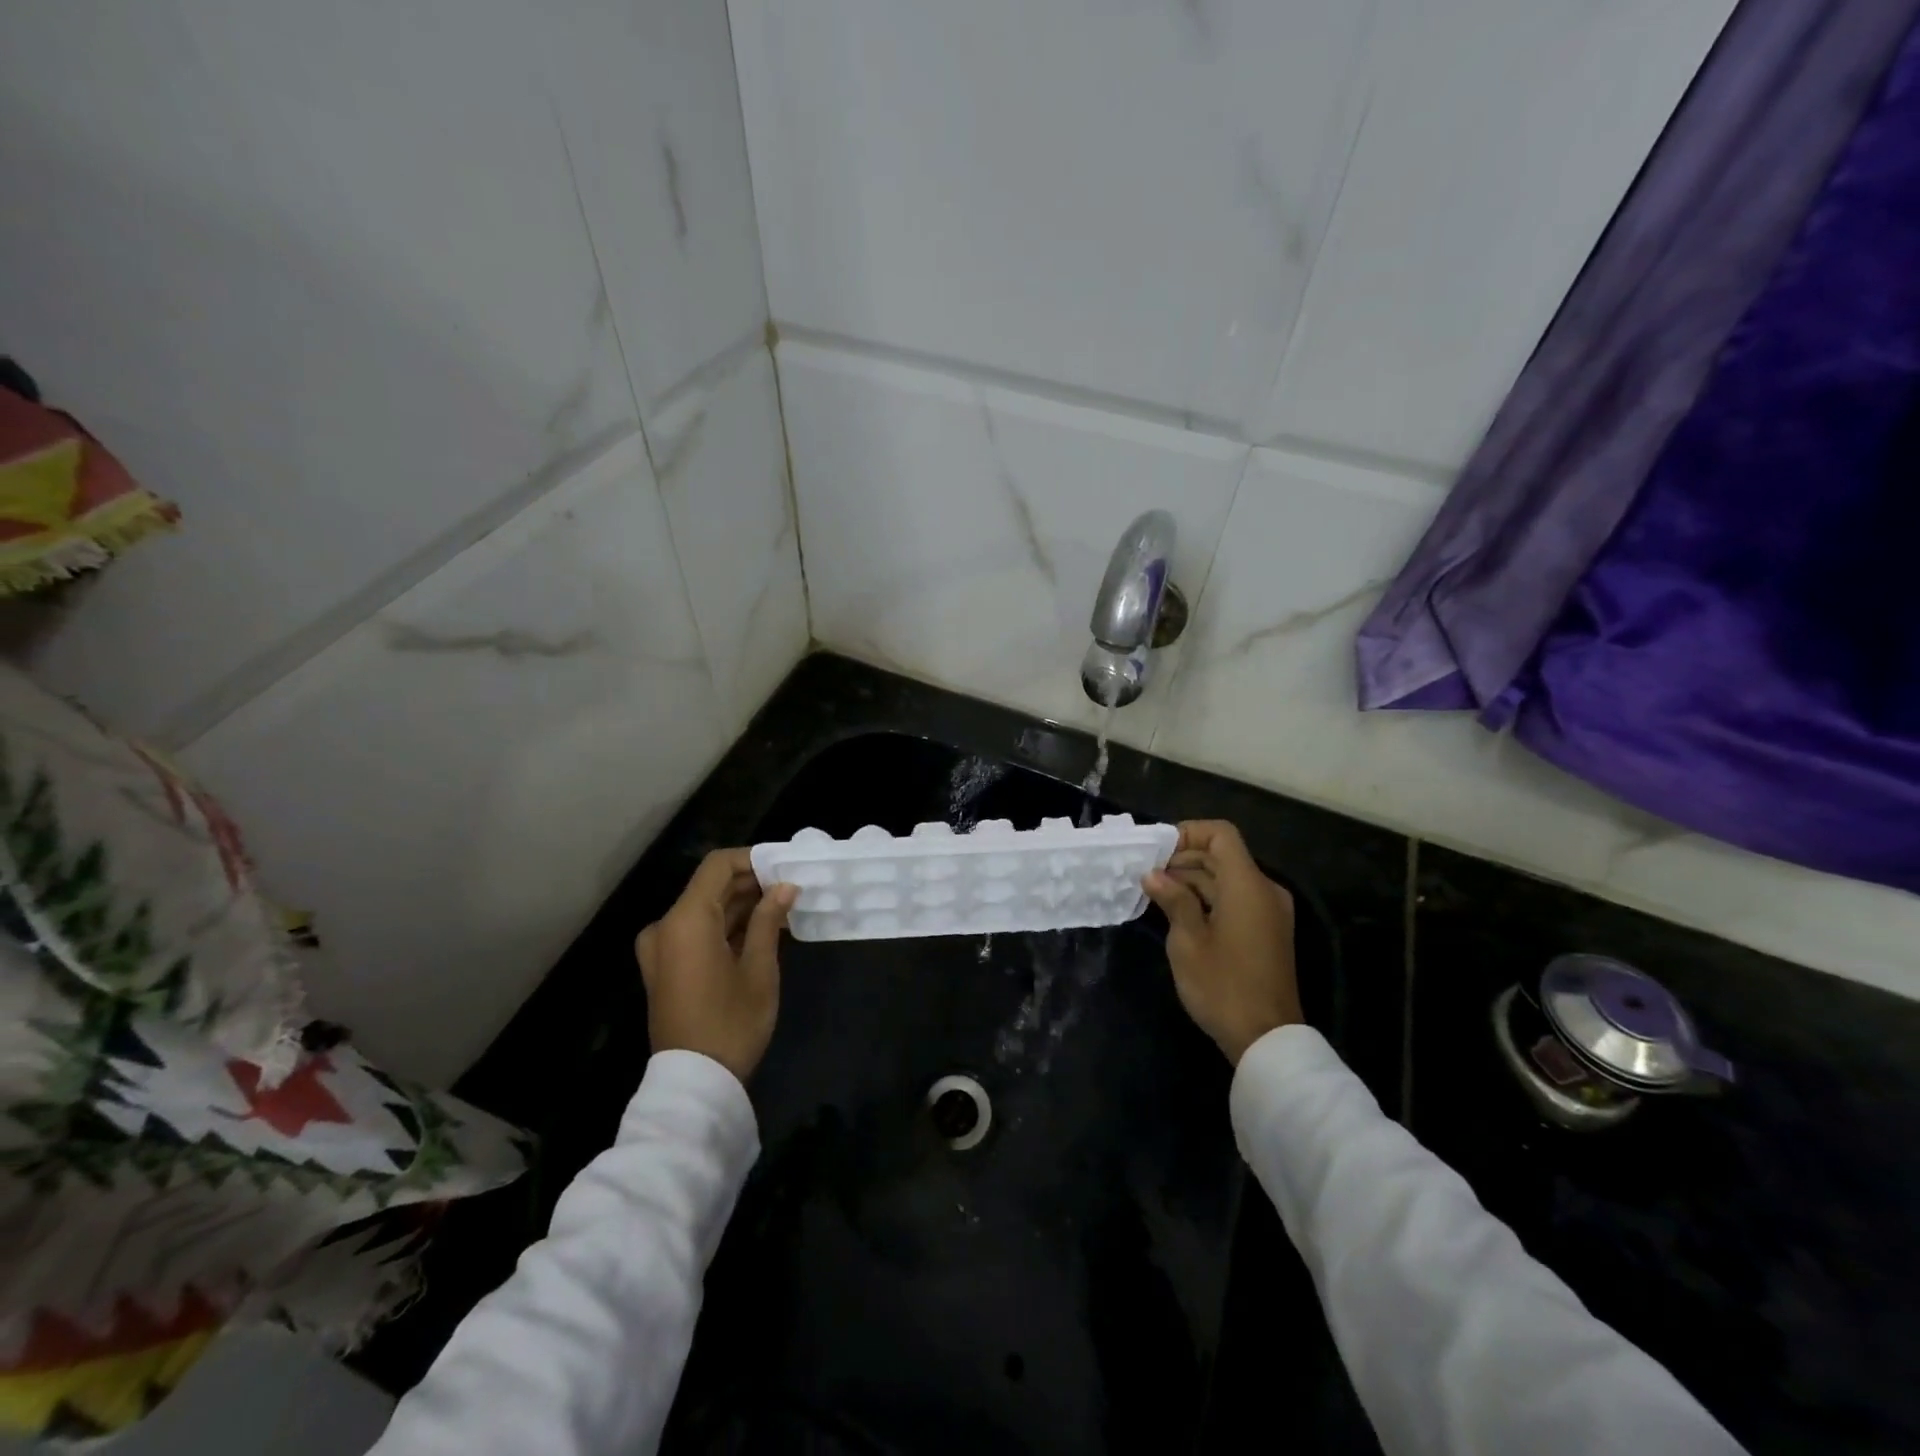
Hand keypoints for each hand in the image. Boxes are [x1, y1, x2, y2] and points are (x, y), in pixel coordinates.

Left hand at [636, 849, 797, 1083]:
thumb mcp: (759, 968)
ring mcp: (661, 949)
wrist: (694, 1083)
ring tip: (783, 908)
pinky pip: (697, 932)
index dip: (752, 859)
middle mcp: (666, 927)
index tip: (785, 867)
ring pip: (705, 910)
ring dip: (741, 906)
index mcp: (685, 920)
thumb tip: (785, 886)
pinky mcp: (665, 968)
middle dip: (751, 883)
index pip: (717, 866)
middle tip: (791, 888)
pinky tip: (761, 931)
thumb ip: (768, 919)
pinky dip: (726, 926)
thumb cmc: (731, 1022)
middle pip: (710, 887)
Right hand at [1143, 820, 1302, 1065]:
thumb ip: (1173, 900)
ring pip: (1227, 878)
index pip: (1221, 834)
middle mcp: (1264, 890)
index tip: (1157, 852)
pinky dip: (1207, 898)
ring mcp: (1268, 912)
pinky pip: (1235, 899)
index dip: (1188, 833)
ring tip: (1155, 893)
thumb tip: (1154, 875)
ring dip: (1192, 880)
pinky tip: (1177, 912)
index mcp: (1247, 885)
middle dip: (1183, 858)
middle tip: (1147, 874)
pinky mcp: (1266, 931)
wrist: (1267, 1039)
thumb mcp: (1188, 941)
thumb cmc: (1223, 986)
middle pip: (1222, 855)